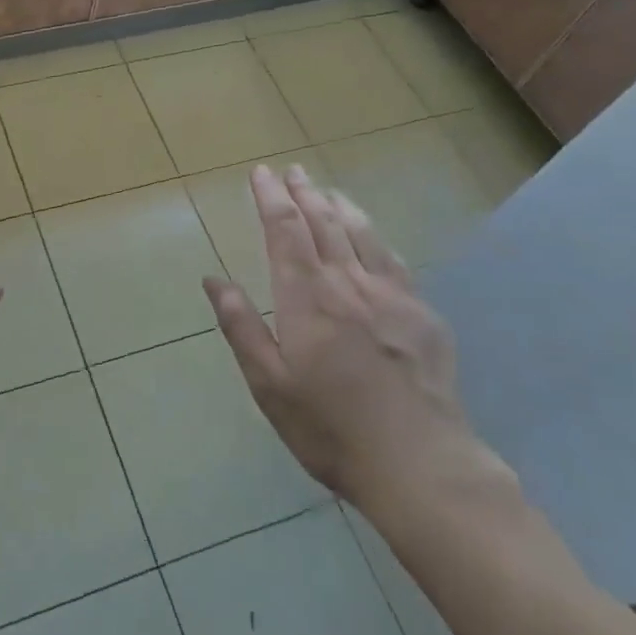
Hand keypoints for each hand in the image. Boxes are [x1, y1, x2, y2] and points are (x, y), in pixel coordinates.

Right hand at [201, 164, 507, 524]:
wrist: (419, 463)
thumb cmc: (329, 428)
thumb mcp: (269, 384)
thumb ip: (241, 326)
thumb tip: (213, 279)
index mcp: (306, 297)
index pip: (284, 230)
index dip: (271, 197)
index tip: (261, 173)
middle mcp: (348, 283)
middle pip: (323, 223)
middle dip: (303, 193)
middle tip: (291, 171)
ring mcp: (391, 295)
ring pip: (362, 234)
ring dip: (339, 206)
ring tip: (326, 190)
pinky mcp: (422, 314)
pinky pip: (394, 260)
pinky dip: (375, 237)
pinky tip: (372, 236)